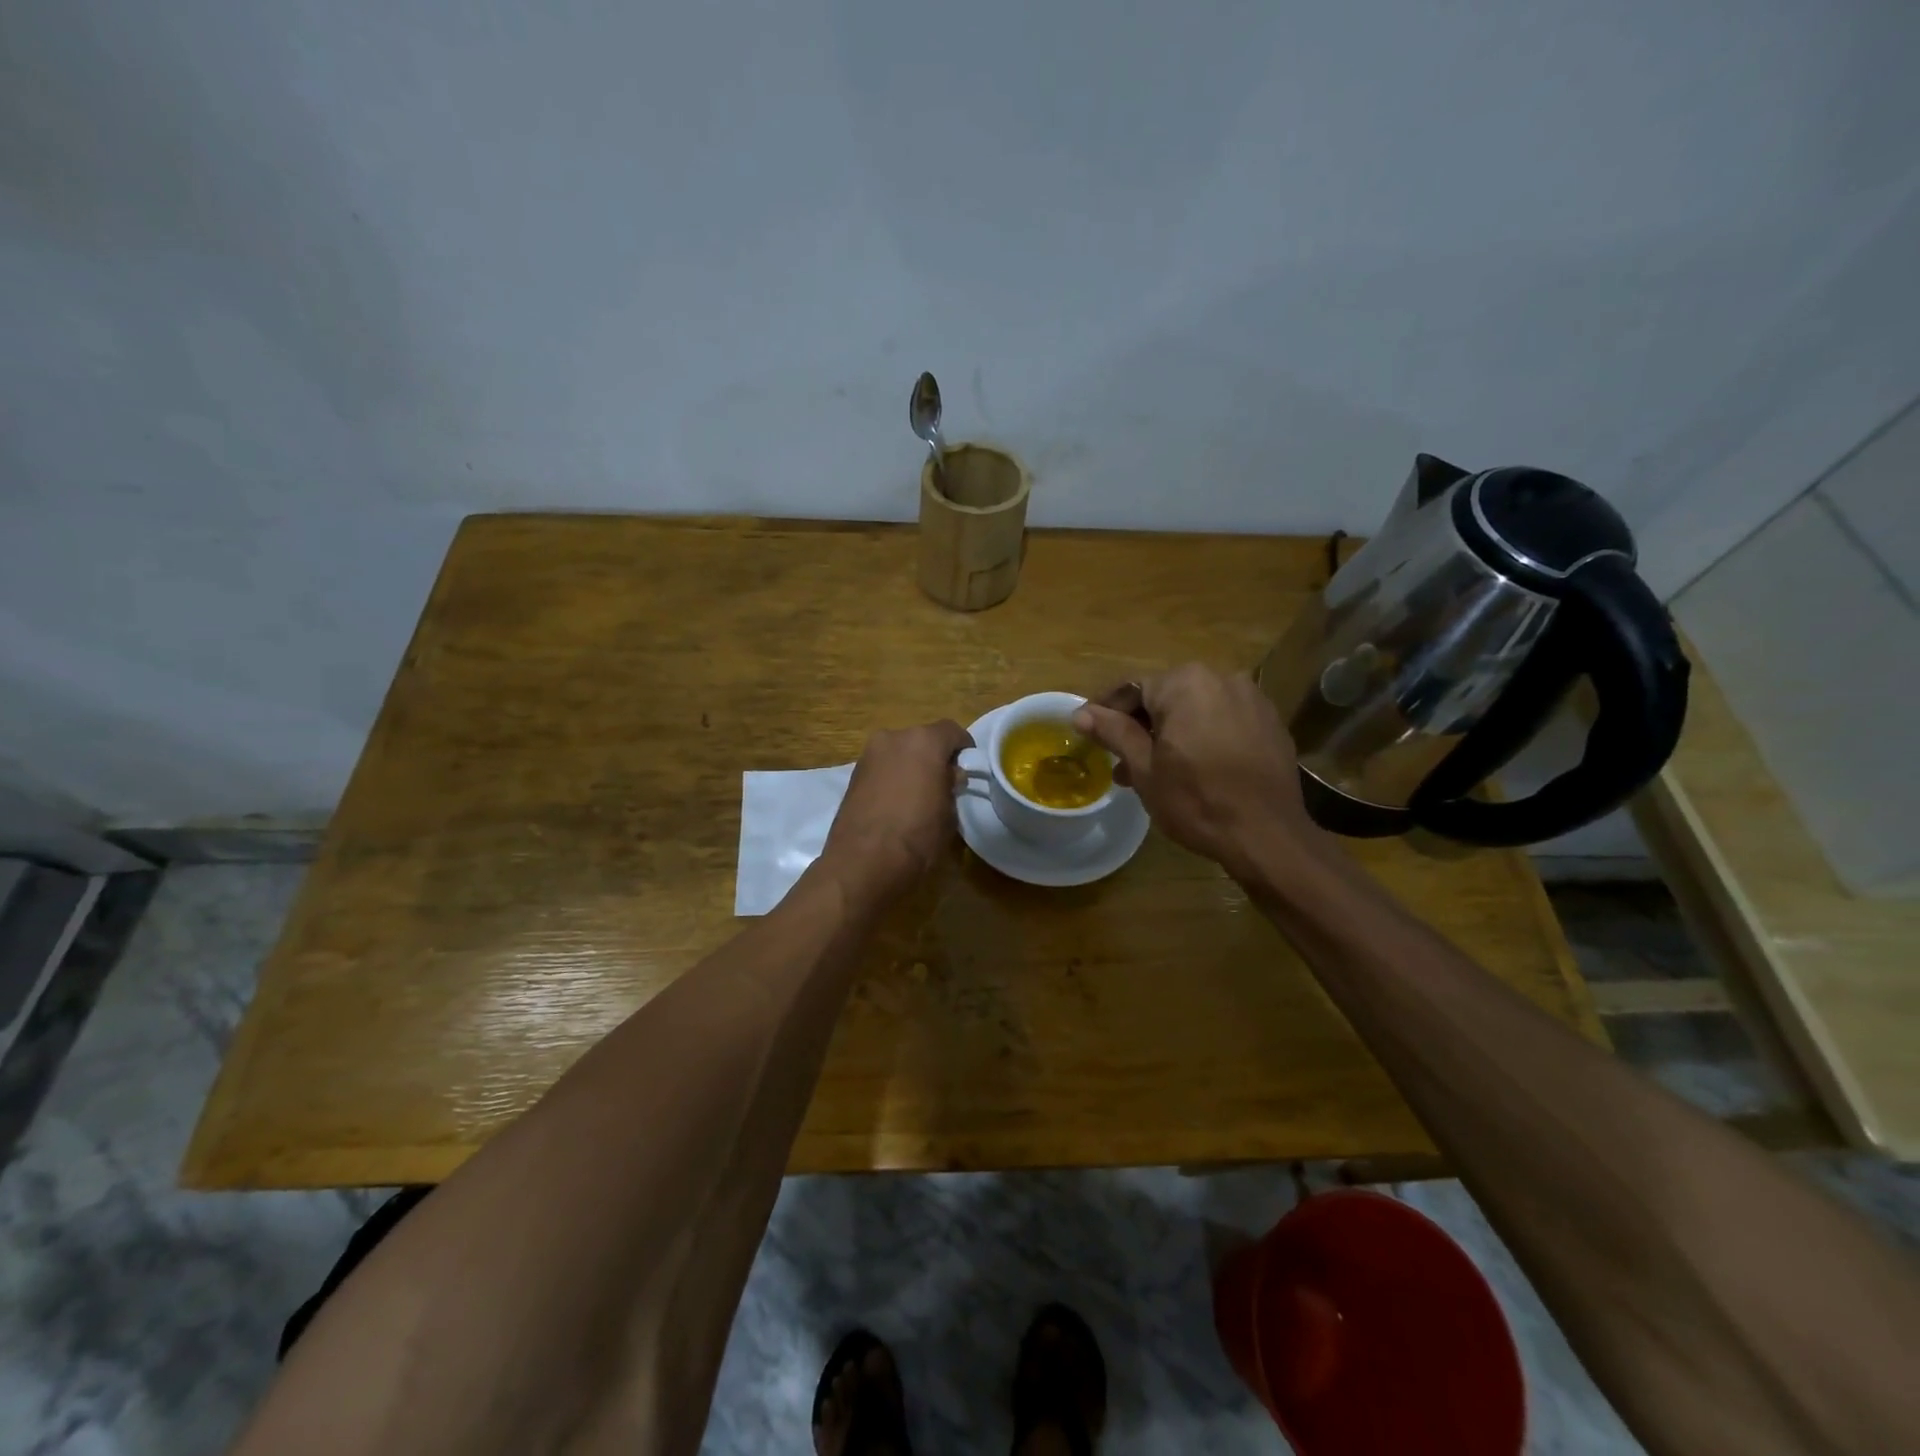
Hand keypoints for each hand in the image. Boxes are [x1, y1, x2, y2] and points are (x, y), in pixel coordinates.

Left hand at [819, 719, 973, 905]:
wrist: (863, 862)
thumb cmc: (917, 836)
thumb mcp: (949, 813)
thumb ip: (951, 785)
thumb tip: (950, 776)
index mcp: (923, 741)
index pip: (951, 731)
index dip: (963, 748)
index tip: (968, 769)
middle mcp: (893, 737)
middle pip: (922, 739)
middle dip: (934, 757)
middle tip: (943, 784)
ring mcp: (869, 755)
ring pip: (899, 752)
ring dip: (910, 766)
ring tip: (917, 796)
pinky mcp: (853, 774)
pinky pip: (882, 767)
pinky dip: (892, 777)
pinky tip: (896, 803)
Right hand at [1073, 664, 1323, 878]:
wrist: (1267, 834)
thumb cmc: (1196, 800)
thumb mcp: (1144, 768)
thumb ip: (1114, 732)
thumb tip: (1081, 713)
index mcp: (1185, 683)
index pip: (1132, 689)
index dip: (1107, 711)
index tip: (1090, 733)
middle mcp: (1221, 677)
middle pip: (1166, 696)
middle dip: (1141, 726)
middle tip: (1121, 760)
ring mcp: (1251, 698)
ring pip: (1196, 709)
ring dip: (1171, 732)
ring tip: (1155, 771)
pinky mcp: (1270, 722)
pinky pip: (1224, 720)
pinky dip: (1204, 736)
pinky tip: (1196, 768)